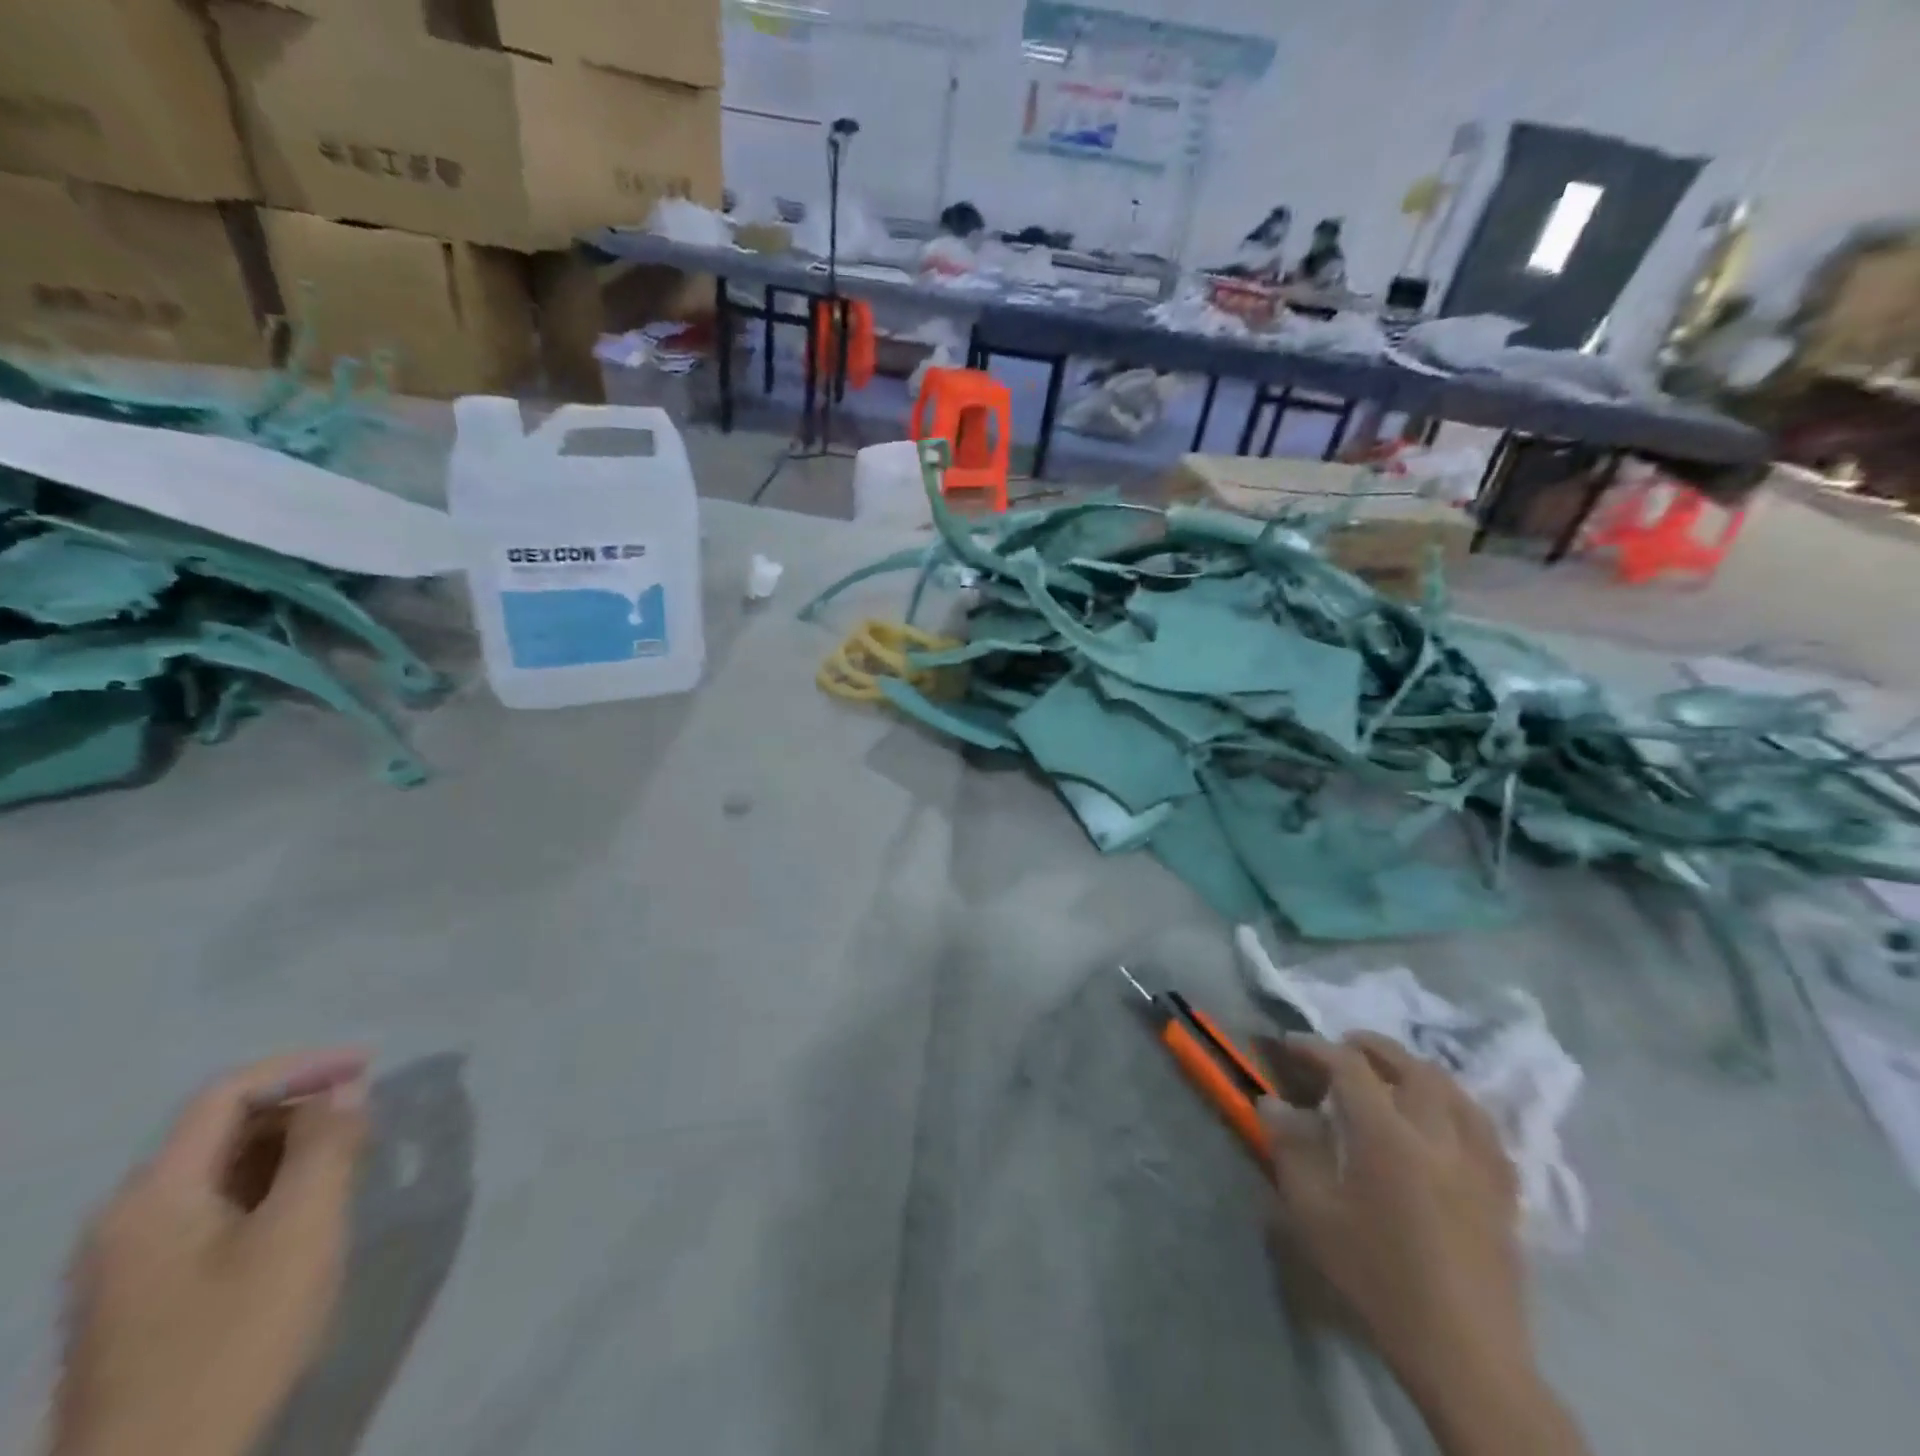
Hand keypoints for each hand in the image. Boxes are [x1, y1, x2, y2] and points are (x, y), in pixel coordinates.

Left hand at [54, 1051, 369, 1455]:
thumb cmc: (234, 1339)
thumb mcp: (301, 1231)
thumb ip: (329, 1147)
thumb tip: (347, 1088)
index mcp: (152, 1194)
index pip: (228, 1094)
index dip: (304, 1066)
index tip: (370, 1065)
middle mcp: (127, 1216)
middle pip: (221, 1129)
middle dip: (301, 1109)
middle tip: (369, 1119)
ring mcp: (128, 1260)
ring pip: (221, 1171)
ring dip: (290, 1149)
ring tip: (351, 1160)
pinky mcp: (144, 1293)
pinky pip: (213, 1209)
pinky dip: (268, 1188)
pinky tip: (306, 1212)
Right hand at [1259, 1034, 1541, 1425]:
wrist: (1464, 1354)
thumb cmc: (1377, 1278)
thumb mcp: (1314, 1215)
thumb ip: (1292, 1149)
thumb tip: (1273, 1103)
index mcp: (1387, 1136)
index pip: (1350, 1068)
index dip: (1317, 1048)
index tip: (1291, 1044)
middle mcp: (1437, 1136)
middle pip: (1411, 1067)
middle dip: (1373, 1047)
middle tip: (1343, 1046)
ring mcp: (1478, 1163)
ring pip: (1454, 1090)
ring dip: (1418, 1070)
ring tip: (1393, 1074)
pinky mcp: (1504, 1192)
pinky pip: (1484, 1129)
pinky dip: (1457, 1106)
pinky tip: (1445, 1119)